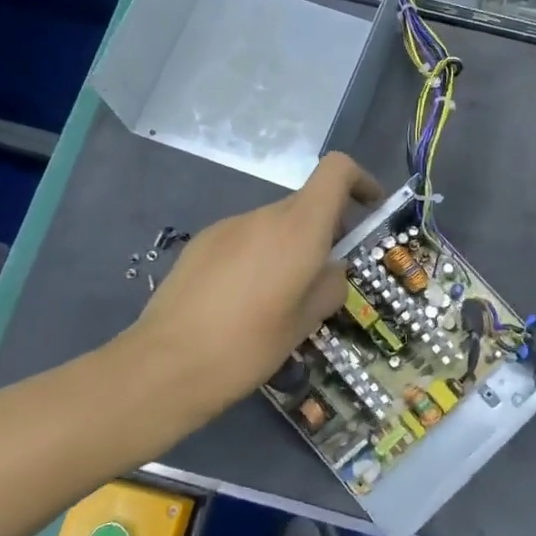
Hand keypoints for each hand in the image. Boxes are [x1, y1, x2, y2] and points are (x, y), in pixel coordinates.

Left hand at [130, 153, 384, 414]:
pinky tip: (242, 301)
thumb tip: (331, 270)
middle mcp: (263, 215)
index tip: (369, 210)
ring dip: (289, 247)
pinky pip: (244, 239)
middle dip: (325, 229)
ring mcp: (227, 227)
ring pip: (274, 224)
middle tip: (325, 276)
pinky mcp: (200, 244)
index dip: (360, 180)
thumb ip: (330, 286)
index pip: (336, 171)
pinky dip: (258, 256)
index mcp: (298, 228)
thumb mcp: (306, 322)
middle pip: (306, 203)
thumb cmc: (249, 345)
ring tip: (279, 298)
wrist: (166, 365)